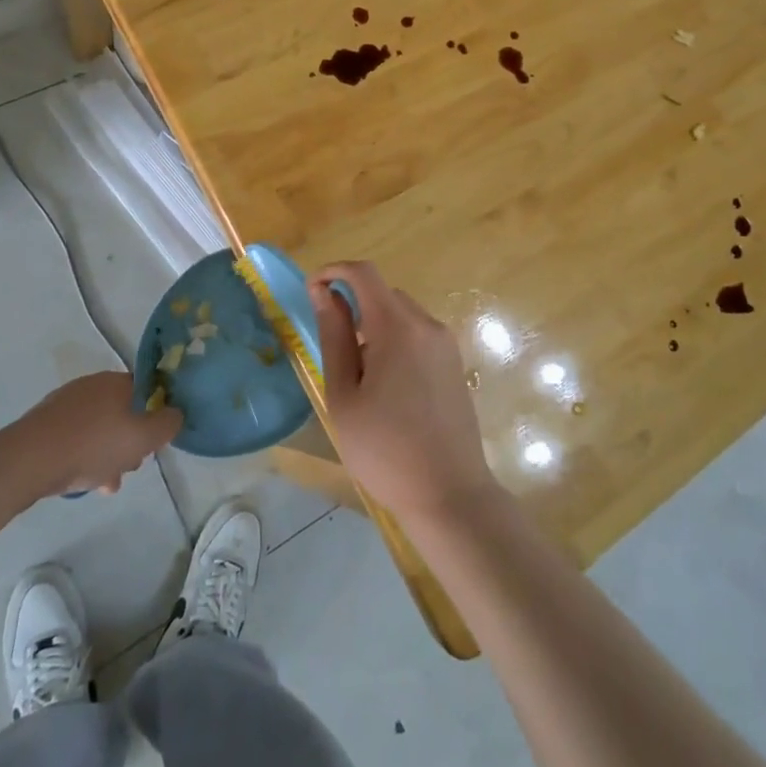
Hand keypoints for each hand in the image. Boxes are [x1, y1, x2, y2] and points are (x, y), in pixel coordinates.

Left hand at [8, 372, 180, 497]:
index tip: (154, 440)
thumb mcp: (144, 437)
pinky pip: (75, 438)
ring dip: (108, 454)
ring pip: (99, 428)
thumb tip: (176, 413)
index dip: (155, 414)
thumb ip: (168, 424)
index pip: (147, 390)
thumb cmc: (92, 445)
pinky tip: (83, 481)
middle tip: (131, 465)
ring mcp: (65, 404)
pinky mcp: (44, 425)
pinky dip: (84, 456)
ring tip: (107, 483)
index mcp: (117, 381)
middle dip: (130, 440)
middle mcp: (91, 385)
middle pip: (123, 411)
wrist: (27, 460)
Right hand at [311, 261, 497, 522]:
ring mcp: (446, 344)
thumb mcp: (344, 395)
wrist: (450, 495)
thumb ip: (333, 336)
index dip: (333, 271)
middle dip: (352, 305)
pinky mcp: (454, 363)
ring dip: (373, 325)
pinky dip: (394, 341)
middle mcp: (427, 325)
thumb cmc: (385, 450)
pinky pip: (417, 334)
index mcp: (398, 327)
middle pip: (383, 293)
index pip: (363, 273)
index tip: (311, 292)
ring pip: (401, 314)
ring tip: (358, 376)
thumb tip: (323, 292)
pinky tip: (386, 387)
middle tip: (332, 350)